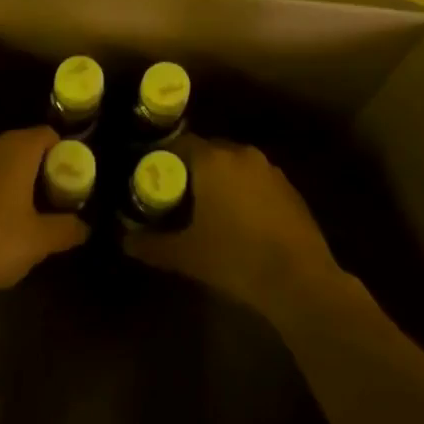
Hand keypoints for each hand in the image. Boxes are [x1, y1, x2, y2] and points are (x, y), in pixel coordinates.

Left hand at [0, 126, 88, 306]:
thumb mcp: (41, 239)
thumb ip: (67, 228)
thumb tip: (85, 228)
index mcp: (15, 148)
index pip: (47, 135)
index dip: (62, 154)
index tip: (68, 181)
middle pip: (21, 146)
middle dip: (36, 168)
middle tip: (49, 199)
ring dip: (9, 179)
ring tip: (20, 212)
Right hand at [124, 136, 343, 324]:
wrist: (298, 280)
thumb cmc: (235, 259)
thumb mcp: (185, 255)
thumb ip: (150, 244)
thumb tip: (124, 240)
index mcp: (213, 160)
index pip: (179, 143)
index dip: (163, 159)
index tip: (151, 179)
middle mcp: (241, 154)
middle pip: (207, 151)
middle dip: (190, 169)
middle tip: (175, 195)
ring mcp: (269, 169)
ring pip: (233, 165)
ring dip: (219, 179)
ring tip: (206, 208)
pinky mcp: (288, 187)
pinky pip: (255, 179)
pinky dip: (243, 191)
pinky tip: (239, 220)